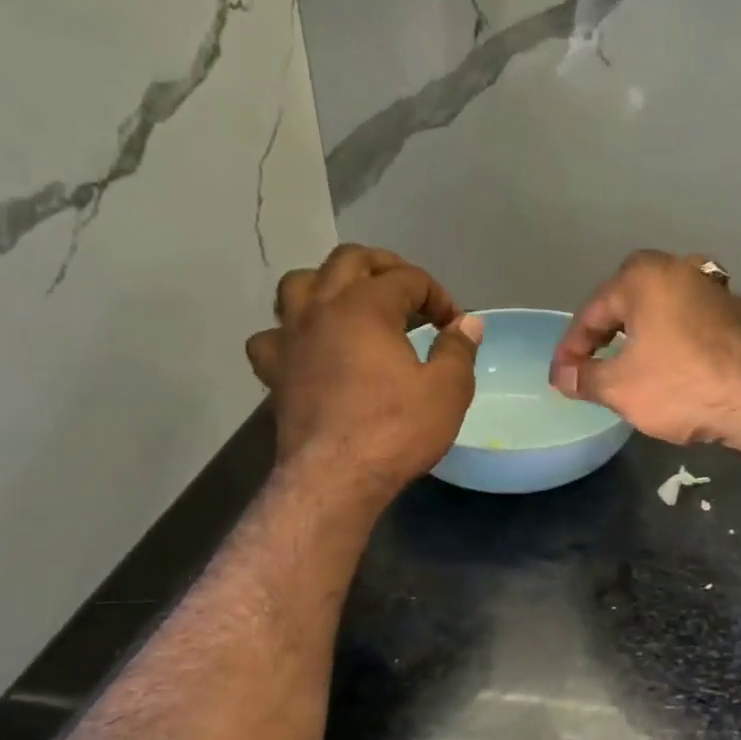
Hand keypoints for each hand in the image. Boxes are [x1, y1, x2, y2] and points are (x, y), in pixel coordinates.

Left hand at [247, 245, 480, 500]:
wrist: (335, 478)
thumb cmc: (395, 430)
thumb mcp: (447, 390)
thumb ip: (458, 349)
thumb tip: (468, 324)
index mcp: (366, 306)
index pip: (408, 279)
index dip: (438, 296)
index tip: (455, 325)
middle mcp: (322, 308)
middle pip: (349, 260)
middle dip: (385, 268)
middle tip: (410, 294)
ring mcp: (291, 338)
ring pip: (299, 284)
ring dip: (328, 284)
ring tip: (350, 304)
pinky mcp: (274, 372)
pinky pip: (271, 336)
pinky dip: (290, 333)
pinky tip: (307, 348)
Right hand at [550, 250, 740, 448]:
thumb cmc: (683, 384)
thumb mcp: (621, 387)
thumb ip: (585, 377)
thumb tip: (563, 375)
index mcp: (644, 276)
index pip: (592, 312)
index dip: (571, 348)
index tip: (561, 377)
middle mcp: (680, 268)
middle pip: (627, 304)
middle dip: (605, 337)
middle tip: (589, 368)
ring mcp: (715, 289)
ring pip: (661, 312)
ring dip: (640, 338)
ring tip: (625, 369)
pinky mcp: (739, 314)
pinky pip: (690, 324)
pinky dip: (673, 342)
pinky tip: (670, 368)